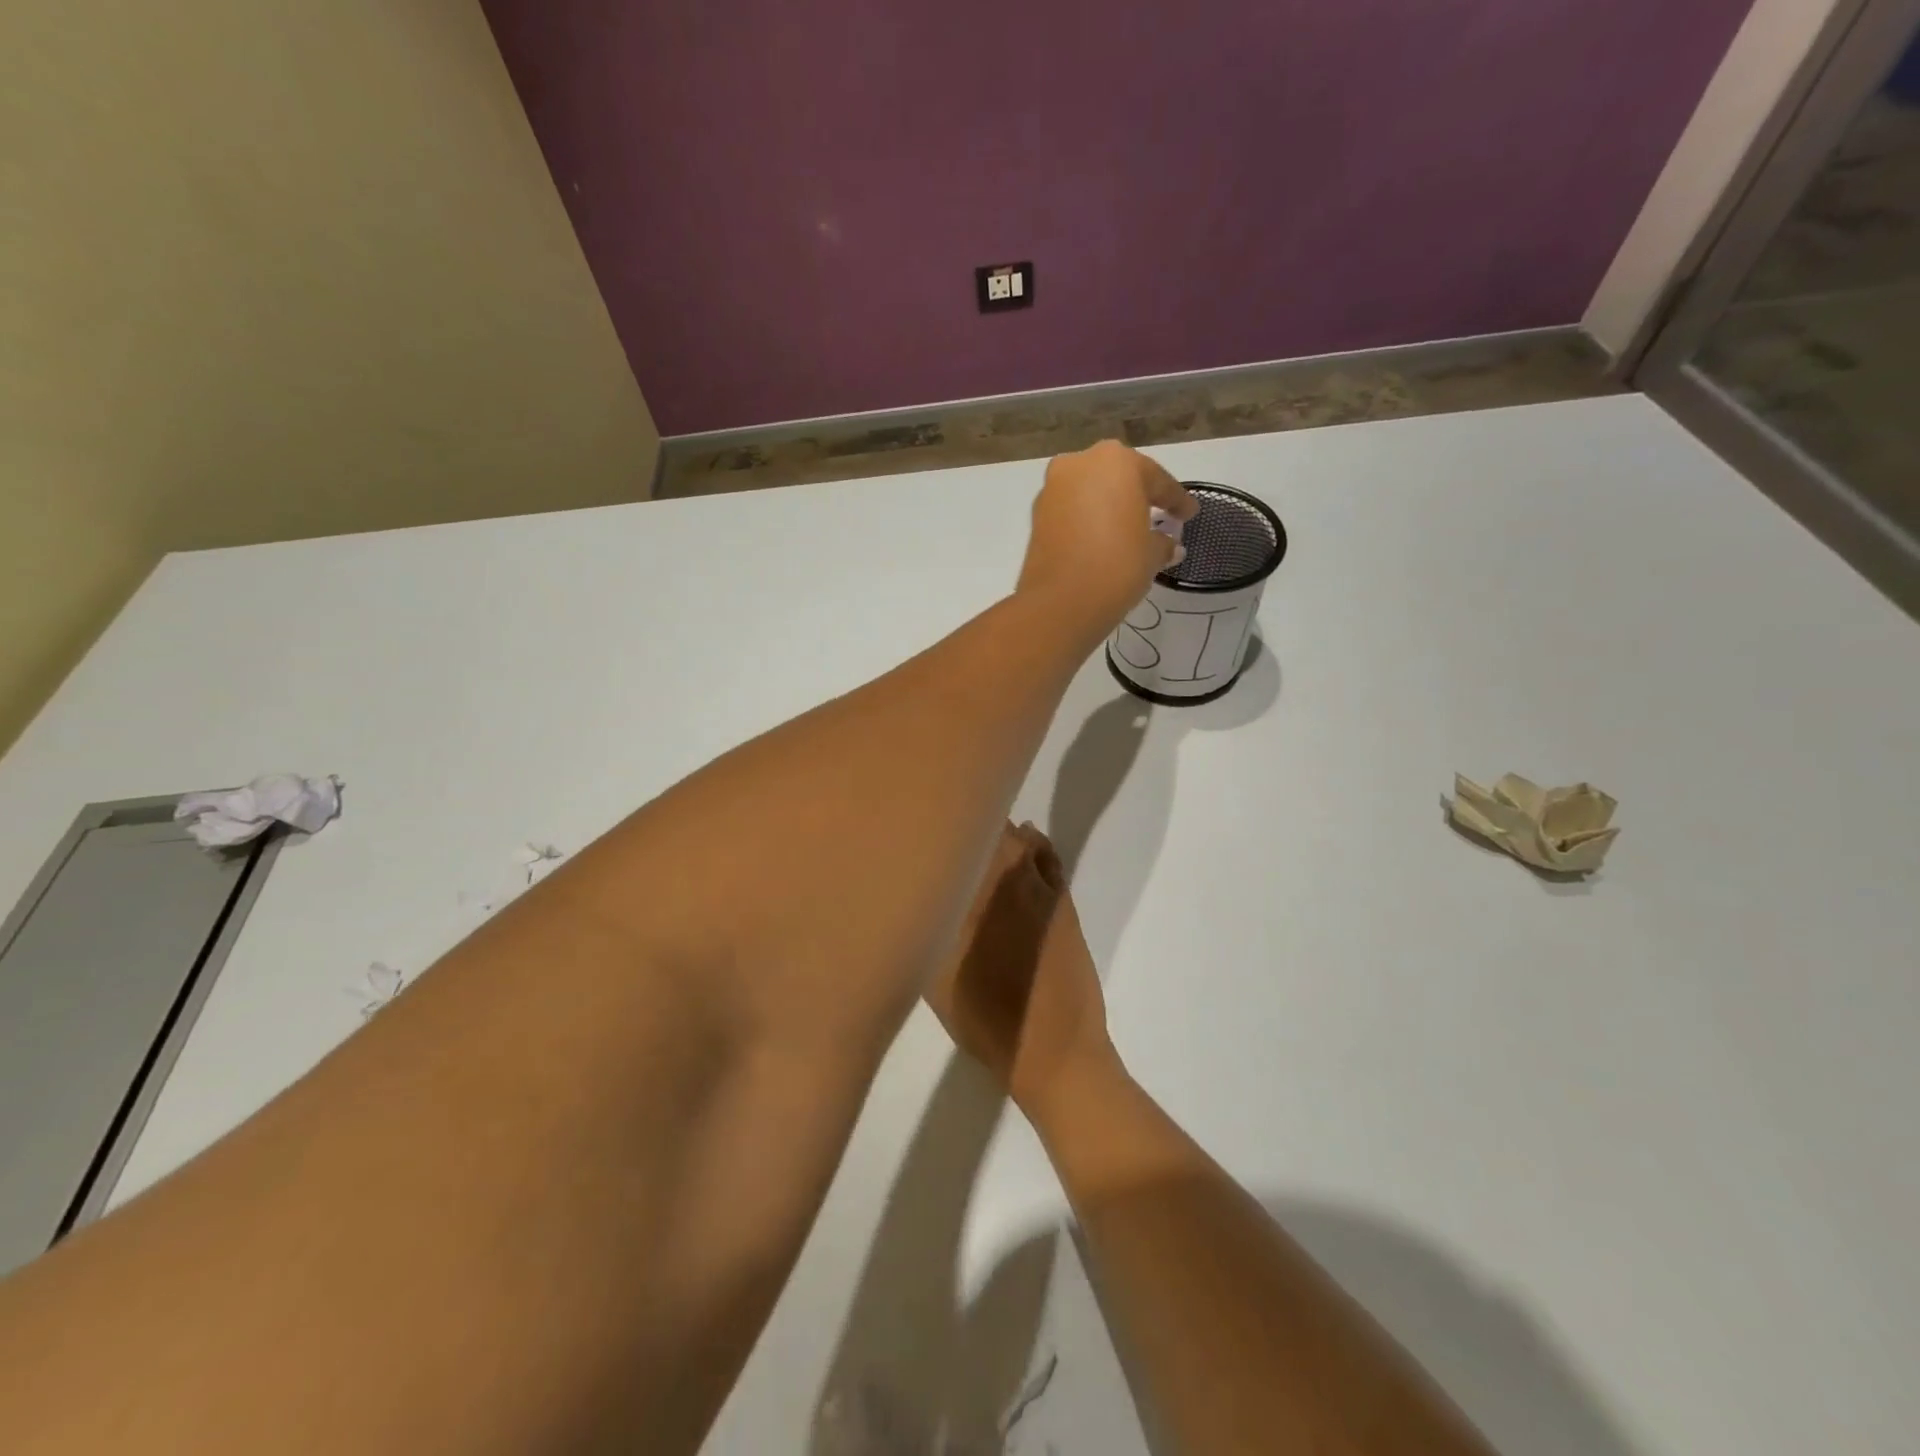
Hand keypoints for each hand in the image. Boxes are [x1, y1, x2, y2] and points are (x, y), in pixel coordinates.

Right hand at [927, 823, 1118, 1116]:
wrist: (1053, 1051)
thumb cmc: (984, 1020)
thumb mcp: (932, 978)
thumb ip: (925, 925)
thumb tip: (912, 889)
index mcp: (972, 895)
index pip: (958, 838)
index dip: (942, 824)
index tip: (925, 822)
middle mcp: (1008, 880)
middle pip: (990, 830)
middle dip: (970, 822)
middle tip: (949, 826)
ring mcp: (1041, 889)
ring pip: (1019, 839)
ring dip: (1001, 830)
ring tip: (980, 831)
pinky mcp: (1064, 902)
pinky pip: (1047, 857)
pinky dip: (1034, 844)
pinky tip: (1023, 843)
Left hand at [1017, 441, 1196, 644]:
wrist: (1060, 602)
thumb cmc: (1117, 566)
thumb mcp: (1151, 554)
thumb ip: (1162, 542)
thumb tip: (1168, 545)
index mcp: (1117, 461)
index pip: (1156, 479)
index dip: (1176, 500)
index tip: (1189, 514)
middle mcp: (1080, 464)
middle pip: (1118, 478)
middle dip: (1138, 496)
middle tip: (1158, 515)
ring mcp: (1053, 488)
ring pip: (1090, 492)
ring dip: (1109, 507)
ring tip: (1128, 531)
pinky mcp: (1036, 515)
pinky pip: (1071, 511)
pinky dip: (1087, 521)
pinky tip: (1100, 540)